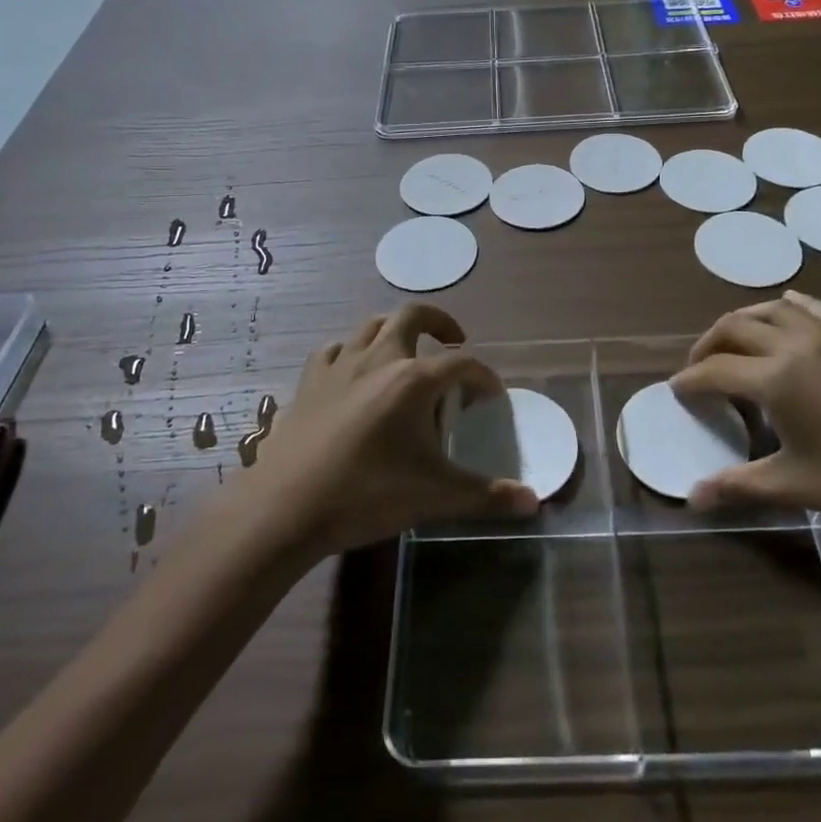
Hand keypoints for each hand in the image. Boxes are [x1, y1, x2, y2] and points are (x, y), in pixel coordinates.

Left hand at [248, 304, 538, 554]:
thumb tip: (533, 503)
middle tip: (453, 342)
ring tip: (407, 353)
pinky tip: (353, 372)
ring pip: (372, 325)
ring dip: (395, 331)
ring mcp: (340, 365)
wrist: (287, 506)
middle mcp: (379, 358)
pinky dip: (352, 352)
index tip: (491, 397)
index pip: (463, 363)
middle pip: (414, 315)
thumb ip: (487, 496)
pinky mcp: (309, 380)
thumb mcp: (435, 497)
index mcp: (414, 379)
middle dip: (440, 322)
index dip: (484, 377)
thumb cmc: (368, 494)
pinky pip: (335, 349)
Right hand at [671, 291, 820, 532]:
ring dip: (743, 320)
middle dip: (708, 345)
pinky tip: (786, 309)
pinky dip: (790, 306)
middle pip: (735, 327)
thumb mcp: (798, 486)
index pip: (715, 370)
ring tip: (733, 341)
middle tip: (699, 369)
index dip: (690, 380)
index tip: (677, 391)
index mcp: (776, 379)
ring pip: (772, 309)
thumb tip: (692, 498)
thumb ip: (739, 485)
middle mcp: (796, 346)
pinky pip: (815, 308)